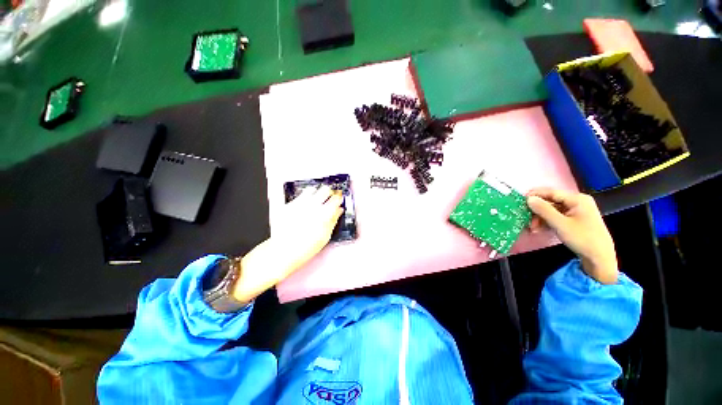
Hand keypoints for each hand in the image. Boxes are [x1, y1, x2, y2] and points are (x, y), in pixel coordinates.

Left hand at [232, 186, 343, 302]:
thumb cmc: (307, 246)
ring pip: (312, 190)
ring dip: (316, 194)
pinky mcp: (289, 205)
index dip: (339, 197)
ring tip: (315, 201)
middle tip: (328, 198)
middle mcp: (312, 205)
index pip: (335, 198)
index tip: (339, 198)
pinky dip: (304, 199)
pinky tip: (304, 207)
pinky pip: (299, 196)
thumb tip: (339, 210)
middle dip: (328, 192)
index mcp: (324, 214)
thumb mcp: (325, 236)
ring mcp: (299, 204)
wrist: (283, 250)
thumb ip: (334, 220)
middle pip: (324, 189)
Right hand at [527, 188, 618, 284]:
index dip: (535, 195)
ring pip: (551, 210)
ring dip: (540, 218)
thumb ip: (544, 210)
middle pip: (550, 202)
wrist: (600, 258)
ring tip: (533, 228)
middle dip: (537, 211)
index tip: (520, 200)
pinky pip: (556, 216)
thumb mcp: (560, 224)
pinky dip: (547, 221)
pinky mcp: (574, 219)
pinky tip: (540, 229)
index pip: (551, 192)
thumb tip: (528, 199)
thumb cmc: (582, 238)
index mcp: (577, 199)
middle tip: (526, 220)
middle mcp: (577, 202)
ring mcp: (576, 211)